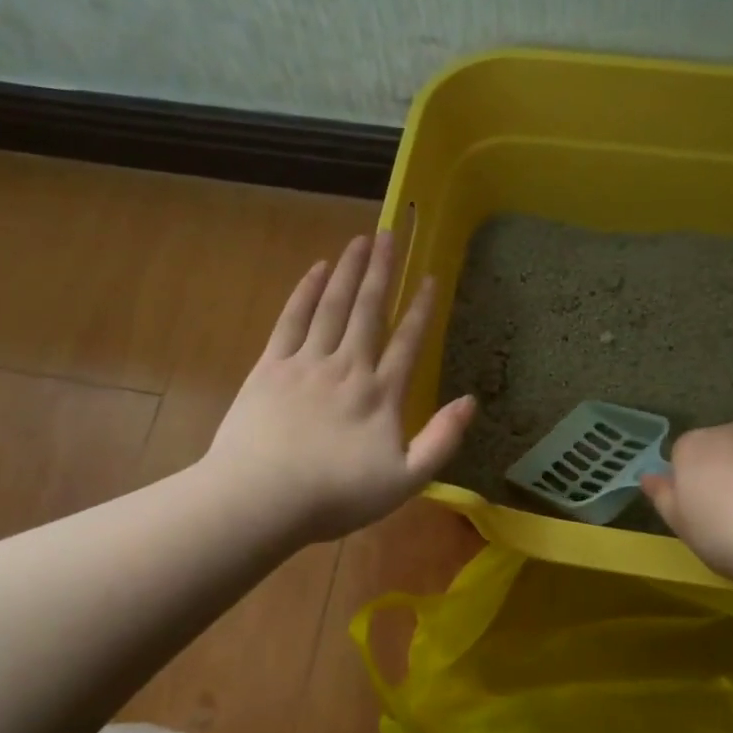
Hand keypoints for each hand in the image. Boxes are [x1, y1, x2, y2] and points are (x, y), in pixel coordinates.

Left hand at [205, 231, 475, 545]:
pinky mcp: (270, 367)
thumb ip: (441, 440)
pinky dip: (305, 291)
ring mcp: (306, 363)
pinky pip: (292, 320)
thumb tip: (471, 401)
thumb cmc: (335, 496)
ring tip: (361, 240)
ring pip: (332, 306)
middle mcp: (347, 367)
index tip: (430, 277)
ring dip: (349, 270)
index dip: (421, 308)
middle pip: (368, 310)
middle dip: (383, 270)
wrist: (260, 499)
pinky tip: (317, 270)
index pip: (407, 342)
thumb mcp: (405, 481)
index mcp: (380, 394)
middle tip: (391, 233)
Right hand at [642, 423, 732, 582]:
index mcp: (694, 445)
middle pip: (720, 451)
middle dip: (723, 476)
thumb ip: (662, 497)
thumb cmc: (726, 533)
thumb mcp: (682, 525)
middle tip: (731, 518)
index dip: (689, 485)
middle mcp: (732, 432)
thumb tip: (648, 476)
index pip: (682, 455)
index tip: (699, 514)